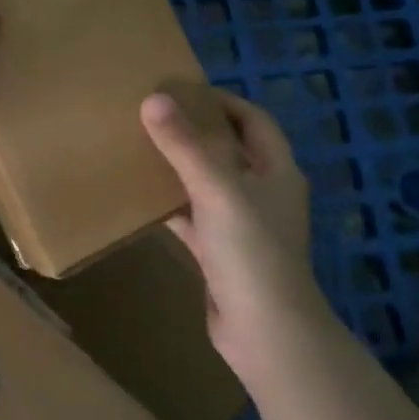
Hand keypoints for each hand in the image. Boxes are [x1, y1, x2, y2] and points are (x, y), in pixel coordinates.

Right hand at [141, 88, 333, 379]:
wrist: (265, 330)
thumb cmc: (251, 250)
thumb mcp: (217, 189)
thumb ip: (185, 145)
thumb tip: (153, 99)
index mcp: (276, 169)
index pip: (253, 120)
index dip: (223, 101)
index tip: (183, 89)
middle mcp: (263, 192)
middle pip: (230, 150)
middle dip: (196, 132)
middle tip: (155, 116)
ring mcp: (243, 225)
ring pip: (209, 185)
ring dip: (182, 168)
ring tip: (143, 149)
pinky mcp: (222, 253)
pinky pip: (195, 218)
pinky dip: (173, 206)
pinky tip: (142, 199)